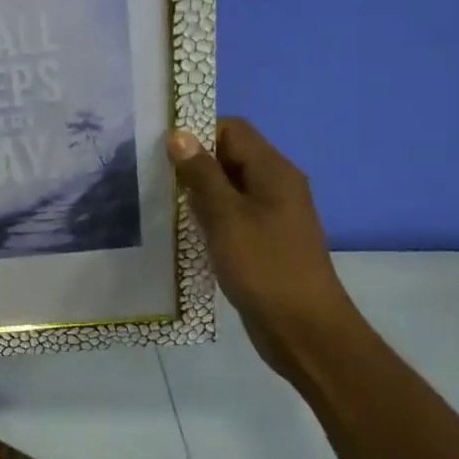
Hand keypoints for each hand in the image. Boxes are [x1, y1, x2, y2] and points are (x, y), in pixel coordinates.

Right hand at [168, 118, 357, 367]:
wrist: (304, 329)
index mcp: (273, 172)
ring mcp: (271, 214)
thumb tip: (179, 135)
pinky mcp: (263, 240)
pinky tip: (183, 230)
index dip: (197, 132)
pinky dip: (207, 216)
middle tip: (153, 177)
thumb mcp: (226, 216)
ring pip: (227, 187)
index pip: (232, 129)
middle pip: (229, 155)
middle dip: (192, 162)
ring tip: (161, 202)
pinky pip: (231, 214)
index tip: (162, 150)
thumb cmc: (264, 267)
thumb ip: (202, 174)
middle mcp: (276, 186)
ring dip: (197, 191)